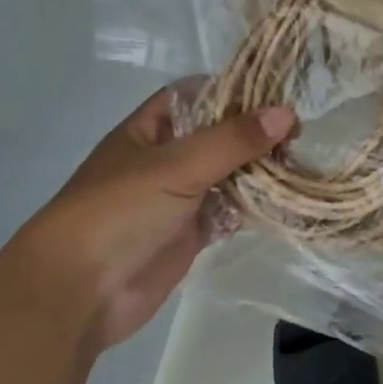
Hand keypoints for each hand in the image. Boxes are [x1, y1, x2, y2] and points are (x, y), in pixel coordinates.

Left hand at [10, 87, 293, 349]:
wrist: (78, 293)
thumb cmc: (119, 212)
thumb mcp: (176, 166)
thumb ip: (233, 140)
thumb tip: (287, 114)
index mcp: (149, 131)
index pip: (195, 96)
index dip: (232, 90)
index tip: (277, 92)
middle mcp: (165, 159)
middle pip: (218, 136)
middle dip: (255, 134)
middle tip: (301, 134)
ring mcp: (179, 198)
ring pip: (228, 175)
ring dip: (259, 171)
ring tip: (303, 163)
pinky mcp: (191, 233)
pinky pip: (229, 211)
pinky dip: (254, 207)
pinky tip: (286, 201)